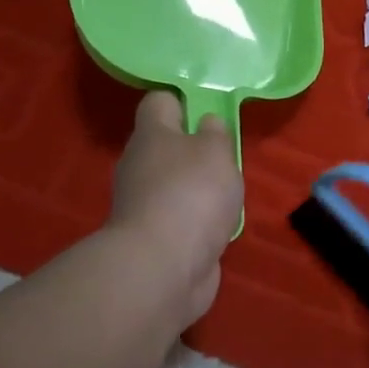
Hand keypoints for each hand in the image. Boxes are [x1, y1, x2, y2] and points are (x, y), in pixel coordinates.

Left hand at [107, 90, 242, 325]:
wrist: (163, 266)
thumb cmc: (192, 194)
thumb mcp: (216, 151)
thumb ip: (215, 133)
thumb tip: (206, 124)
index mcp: (151, 135)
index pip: (159, 102)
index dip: (184, 101)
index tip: (210, 112)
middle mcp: (140, 165)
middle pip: (166, 146)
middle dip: (196, 150)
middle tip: (227, 158)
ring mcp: (143, 204)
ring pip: (174, 184)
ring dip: (199, 189)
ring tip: (228, 197)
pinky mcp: (153, 237)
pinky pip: (179, 218)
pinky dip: (197, 221)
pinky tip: (217, 228)